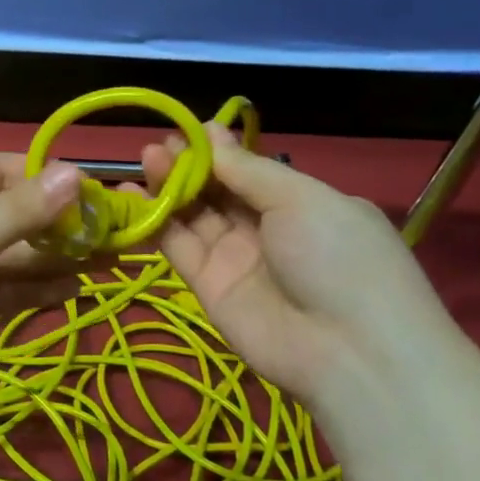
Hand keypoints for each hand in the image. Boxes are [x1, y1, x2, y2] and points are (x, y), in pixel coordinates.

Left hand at [0, 155, 88, 415]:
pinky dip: (29, 290)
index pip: (6, 171)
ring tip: (107, 266)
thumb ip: (19, 212)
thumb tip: (76, 172)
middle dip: (61, 227)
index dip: (53, 182)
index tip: (103, 199)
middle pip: (12, 215)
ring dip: (52, 260)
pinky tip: (70, 290)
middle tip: (118, 241)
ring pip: (9, 256)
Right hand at [142, 122, 467, 404]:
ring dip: (169, 187)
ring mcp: (236, 259)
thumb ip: (248, 170)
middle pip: (218, 190)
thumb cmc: (337, 257)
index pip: (251, 170)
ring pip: (194, 215)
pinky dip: (154, 222)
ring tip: (144, 159)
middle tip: (157, 145)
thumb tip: (212, 134)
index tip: (188, 129)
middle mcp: (267, 229)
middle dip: (189, 165)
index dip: (219, 150)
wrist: (348, 351)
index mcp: (302, 204)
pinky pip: (178, 246)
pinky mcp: (208, 287)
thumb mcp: (302, 199)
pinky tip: (131, 196)